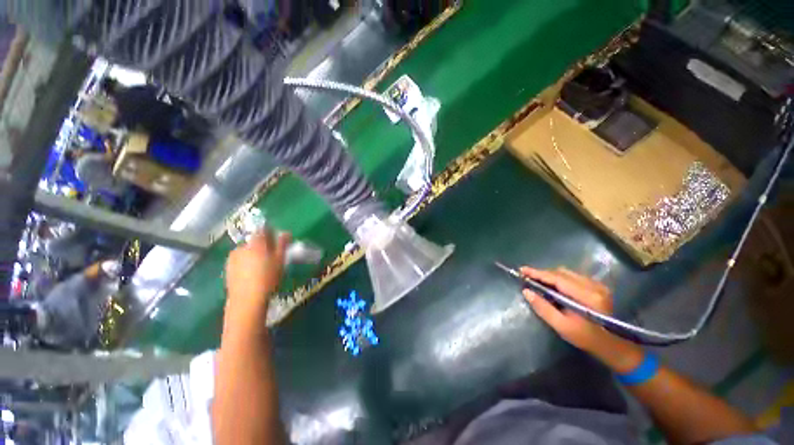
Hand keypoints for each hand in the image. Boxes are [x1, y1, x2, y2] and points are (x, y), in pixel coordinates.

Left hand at [225, 230, 290, 316]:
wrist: (246, 300)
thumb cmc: (268, 278)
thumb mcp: (280, 260)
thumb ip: (283, 244)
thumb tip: (286, 232)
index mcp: (255, 243)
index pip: (262, 230)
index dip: (270, 233)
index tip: (277, 240)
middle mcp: (242, 247)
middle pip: (254, 241)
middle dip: (262, 245)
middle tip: (272, 255)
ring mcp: (232, 258)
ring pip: (246, 251)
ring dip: (253, 254)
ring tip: (261, 266)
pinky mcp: (227, 269)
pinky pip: (240, 260)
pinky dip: (246, 263)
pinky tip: (252, 273)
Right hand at [521, 266, 642, 372]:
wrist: (614, 345)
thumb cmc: (587, 338)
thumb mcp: (562, 326)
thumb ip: (543, 308)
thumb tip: (526, 291)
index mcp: (587, 295)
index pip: (557, 278)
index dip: (538, 273)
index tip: (522, 270)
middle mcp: (593, 285)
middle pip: (561, 272)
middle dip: (542, 273)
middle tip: (527, 277)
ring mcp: (597, 284)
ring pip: (567, 272)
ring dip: (550, 275)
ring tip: (537, 281)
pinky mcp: (597, 286)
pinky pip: (573, 276)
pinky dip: (560, 278)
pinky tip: (553, 285)